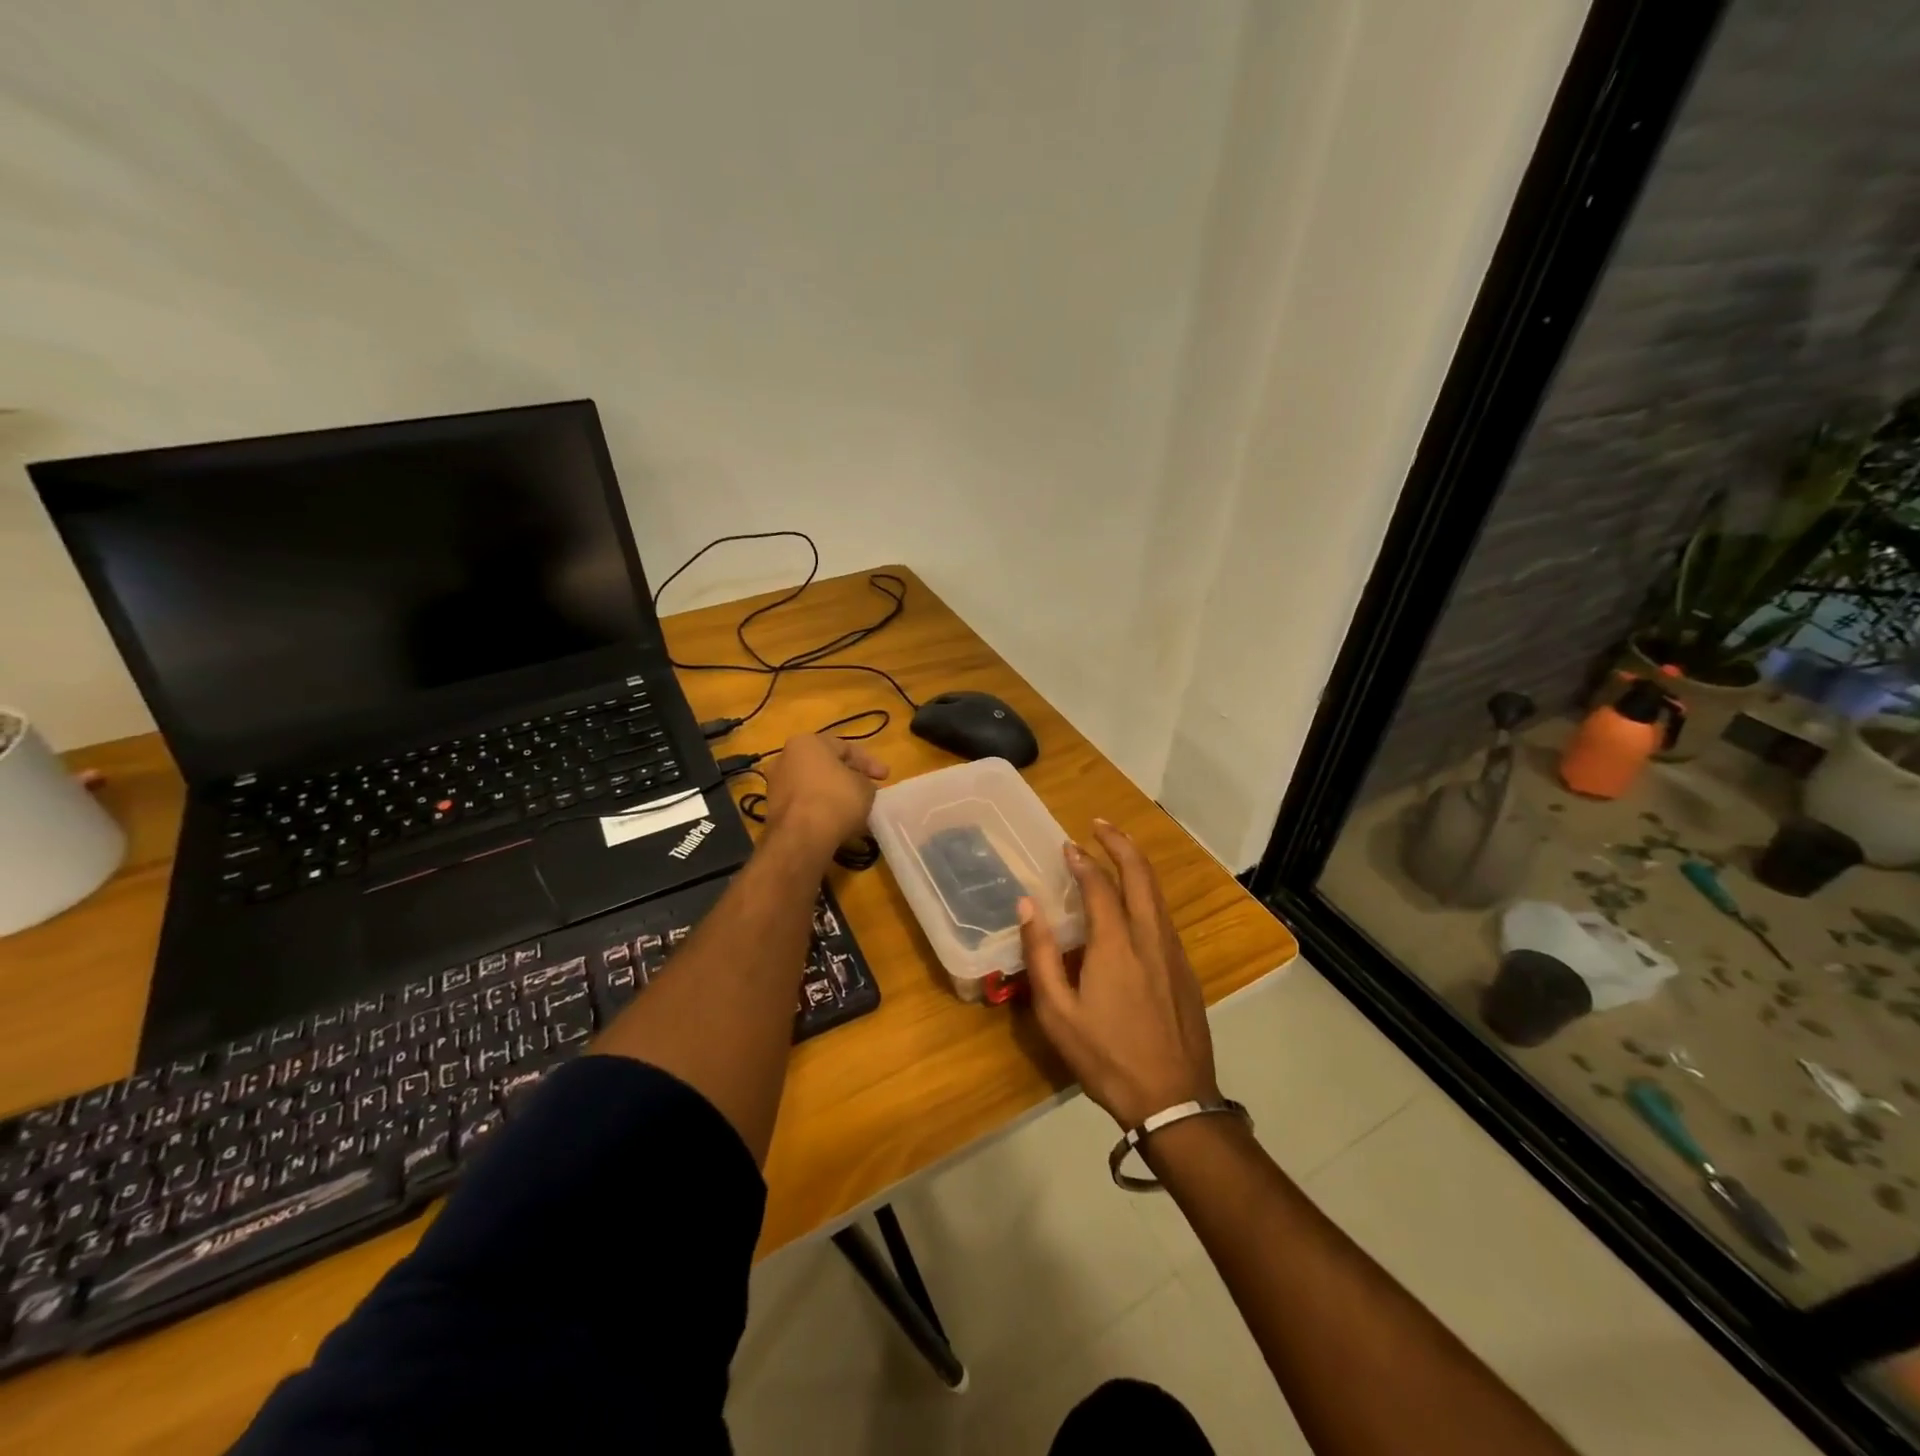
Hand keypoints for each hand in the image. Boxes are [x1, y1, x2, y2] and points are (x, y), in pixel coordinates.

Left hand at [764, 734, 888, 854]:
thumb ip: (865, 782)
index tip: (885, 777)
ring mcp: (776, 785)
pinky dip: (820, 810)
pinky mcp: (773, 810)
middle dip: (848, 778)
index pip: (845, 748)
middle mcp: (785, 758)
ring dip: (833, 795)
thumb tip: (861, 788)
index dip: (869, 762)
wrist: (802, 836)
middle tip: (868, 791)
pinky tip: (836, 822)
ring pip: (813, 786)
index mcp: (806, 743)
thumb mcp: (865, 787)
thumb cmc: (836, 799)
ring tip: (854, 810)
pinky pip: (804, 804)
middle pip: (825, 766)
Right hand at [1019, 820, 1218, 1128]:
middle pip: (1140, 875)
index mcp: (1116, 944)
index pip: (1099, 885)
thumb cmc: (1106, 1057)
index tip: (1066, 845)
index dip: (1082, 860)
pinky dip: (1147, 894)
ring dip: (1137, 865)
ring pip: (1157, 894)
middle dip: (1120, 843)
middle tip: (1100, 825)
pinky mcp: (1186, 970)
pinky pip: (1164, 917)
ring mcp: (1173, 953)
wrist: (1174, 1100)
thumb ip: (1040, 954)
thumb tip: (1027, 905)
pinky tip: (1135, 903)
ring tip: (1117, 852)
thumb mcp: (1057, 1013)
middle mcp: (1150, 937)